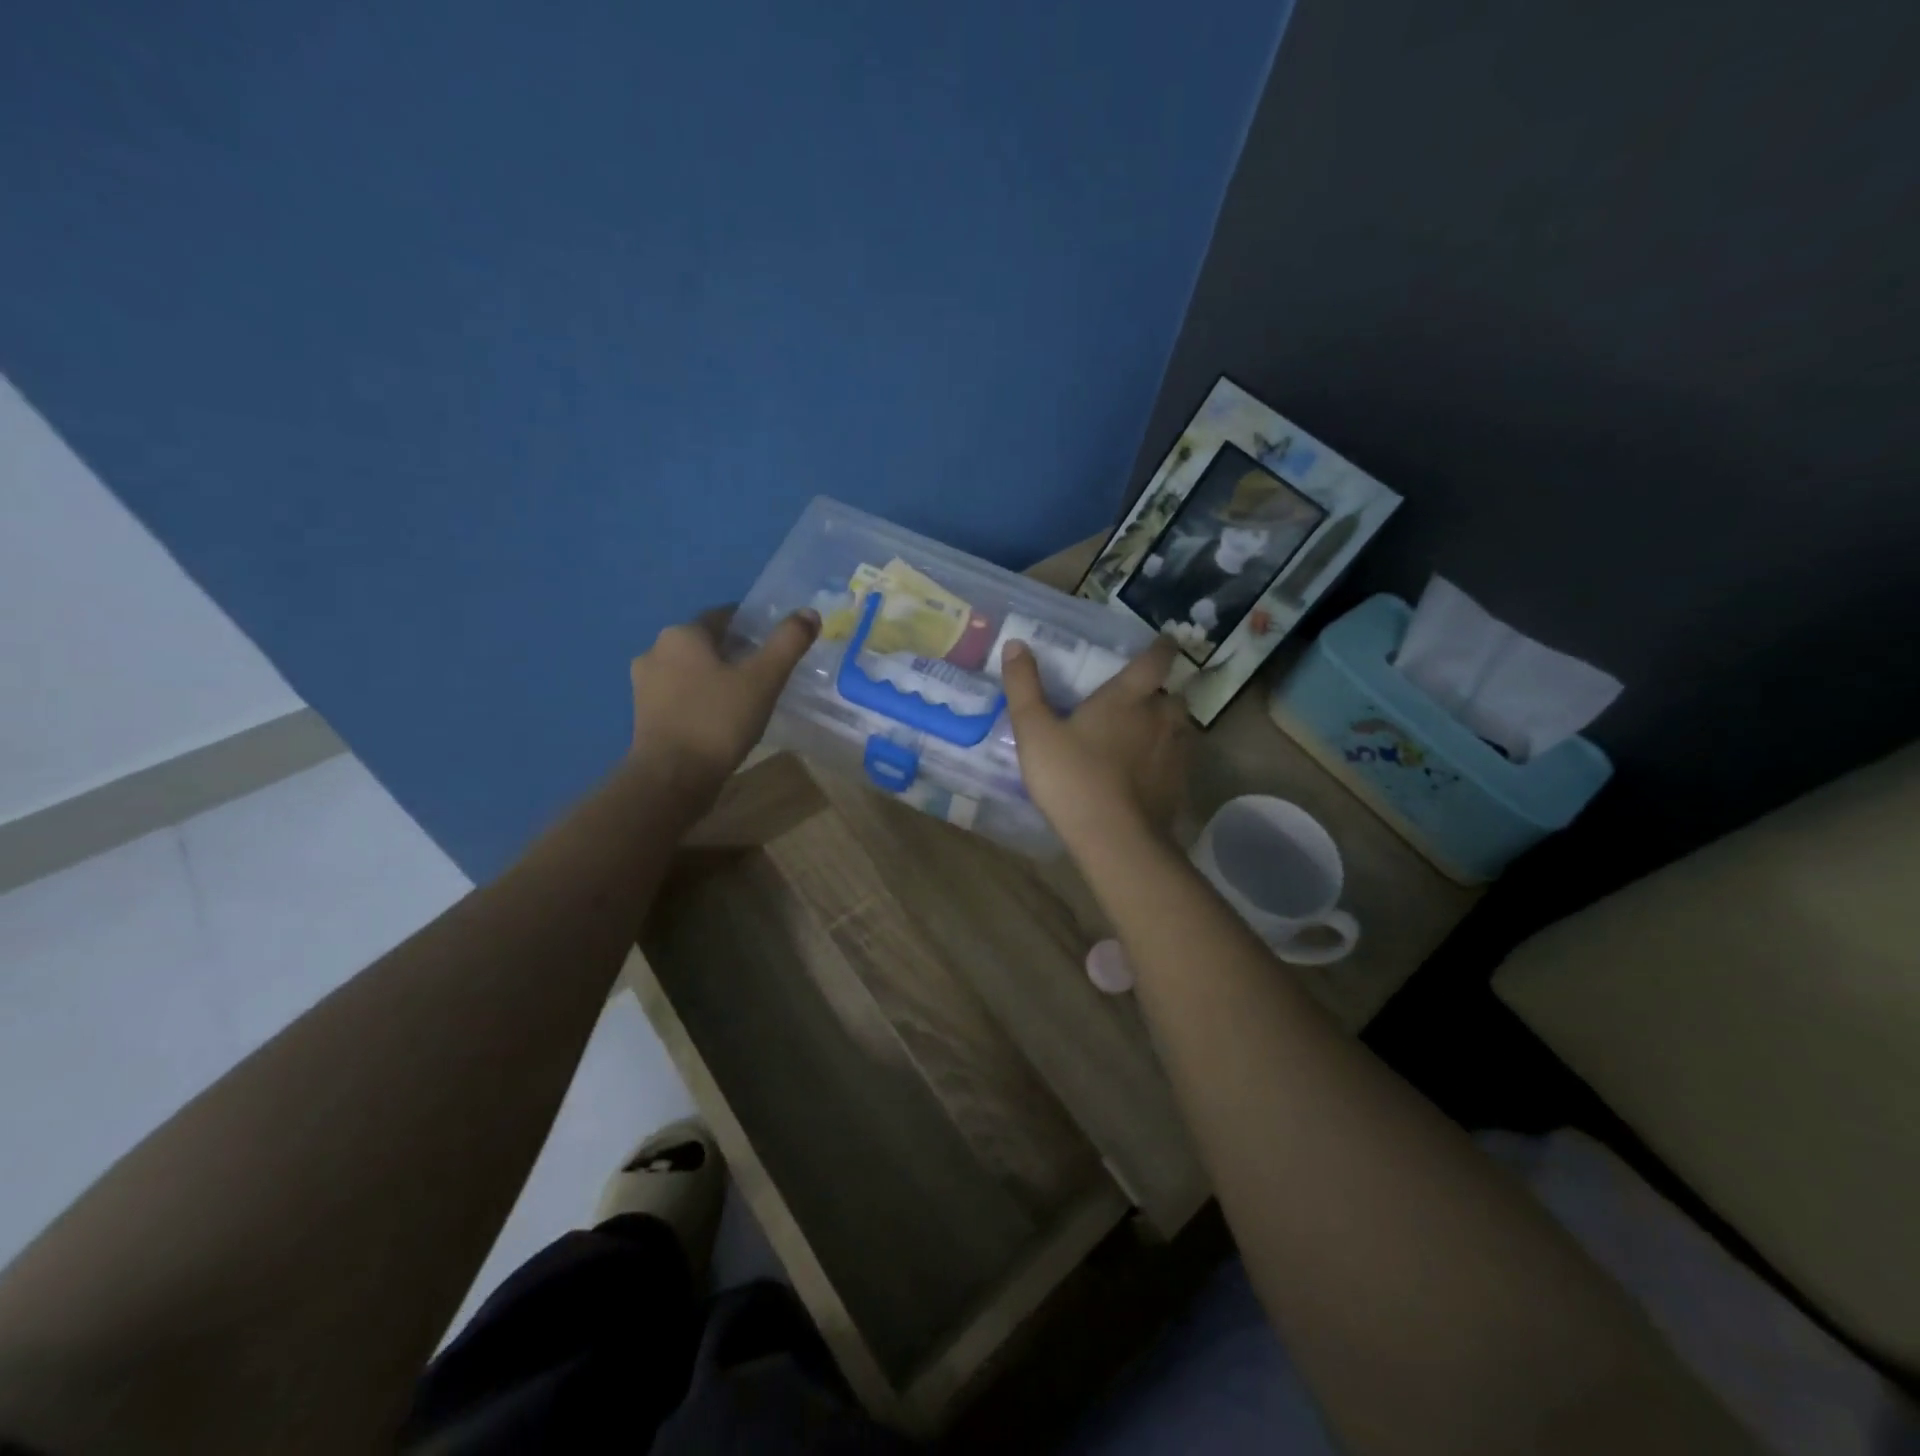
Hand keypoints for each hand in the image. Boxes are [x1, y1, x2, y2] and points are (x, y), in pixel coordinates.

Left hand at [628, 606, 819, 788]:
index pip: (723, 616)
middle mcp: (656, 650)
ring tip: (747, 697)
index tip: (776, 644)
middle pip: (706, 643)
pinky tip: (721, 717)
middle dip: (735, 653)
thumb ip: (788, 642)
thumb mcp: (763, 679)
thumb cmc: (718, 720)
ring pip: (691, 670)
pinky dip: (701, 698)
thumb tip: (809, 613)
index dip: (752, 627)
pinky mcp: (644, 714)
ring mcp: (644, 684)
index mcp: (682, 634)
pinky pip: (680, 695)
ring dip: (716, 677)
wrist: (672, 778)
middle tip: (767, 673)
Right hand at [1001, 635, 1188, 849]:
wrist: (1116, 839)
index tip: (1164, 641)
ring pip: (1180, 727)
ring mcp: (1176, 752)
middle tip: (1137, 700)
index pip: (1155, 660)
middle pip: (1171, 695)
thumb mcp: (1035, 731)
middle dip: (1158, 694)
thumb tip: (1015, 644)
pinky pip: (1179, 760)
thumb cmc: (1072, 778)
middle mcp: (1160, 717)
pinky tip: (1148, 772)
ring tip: (1144, 735)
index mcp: (1128, 697)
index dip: (1162, 647)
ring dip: (1166, 725)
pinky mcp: (1180, 784)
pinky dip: (1167, 758)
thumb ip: (1024, 687)